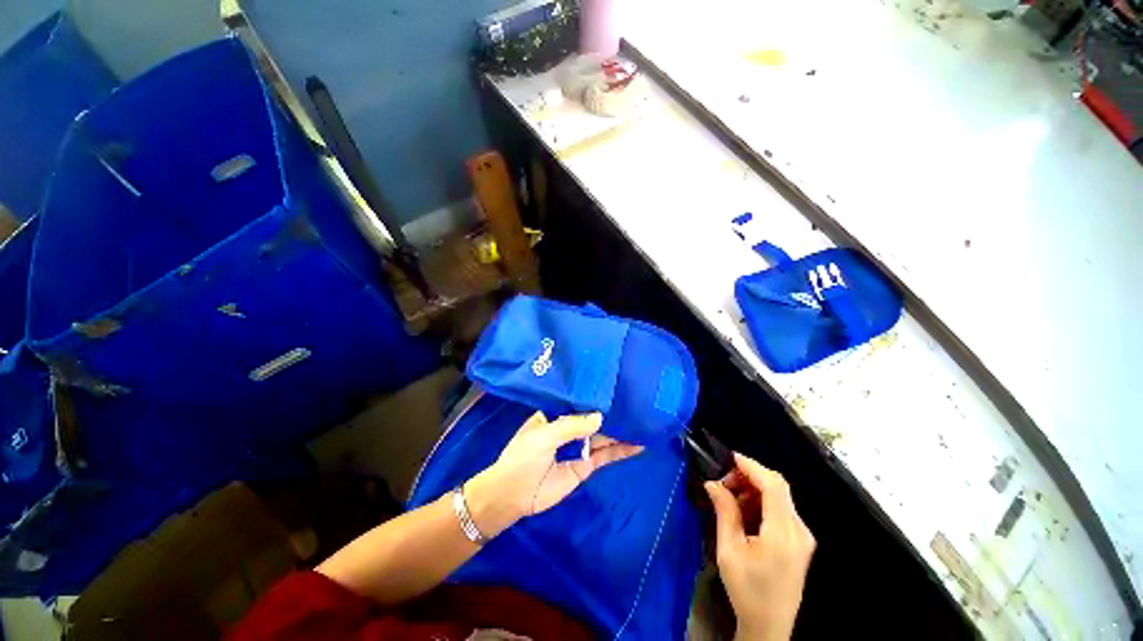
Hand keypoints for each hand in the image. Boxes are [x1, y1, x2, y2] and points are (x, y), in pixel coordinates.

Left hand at [466, 412, 643, 536]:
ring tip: (643, 421)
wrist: (512, 496)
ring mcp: (579, 446)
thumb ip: (571, 426)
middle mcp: (569, 427)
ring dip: (621, 430)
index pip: (578, 401)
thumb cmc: (522, 457)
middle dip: (612, 412)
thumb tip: (600, 417)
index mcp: (555, 414)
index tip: (614, 385)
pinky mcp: (585, 465)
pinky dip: (621, 450)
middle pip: (594, 418)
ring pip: (604, 436)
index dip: (594, 395)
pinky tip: (638, 444)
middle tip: (636, 401)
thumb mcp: (543, 436)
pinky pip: (606, 455)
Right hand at [705, 453, 815, 640]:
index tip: (729, 458)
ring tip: (729, 498)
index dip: (752, 466)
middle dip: (749, 477)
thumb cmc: (747, 589)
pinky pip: (781, 510)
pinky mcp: (799, 542)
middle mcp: (799, 530)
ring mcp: (802, 537)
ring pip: (779, 497)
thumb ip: (724, 512)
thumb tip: (713, 483)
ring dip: (754, 489)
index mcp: (783, 533)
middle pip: (778, 488)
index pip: (773, 485)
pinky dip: (761, 502)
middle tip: (724, 483)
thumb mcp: (729, 550)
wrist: (769, 626)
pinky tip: (744, 511)